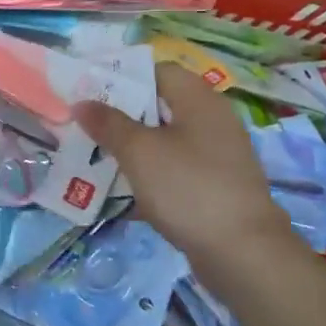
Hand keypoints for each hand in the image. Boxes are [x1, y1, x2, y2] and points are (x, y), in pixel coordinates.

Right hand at [75, 65, 295, 268]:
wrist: (244, 254)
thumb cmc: (189, 188)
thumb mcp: (139, 152)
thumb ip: (108, 124)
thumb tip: (82, 103)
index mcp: (199, 99)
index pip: (157, 71)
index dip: (122, 78)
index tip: (90, 92)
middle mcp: (213, 120)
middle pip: (160, 106)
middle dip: (122, 116)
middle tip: (87, 127)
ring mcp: (218, 155)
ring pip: (166, 141)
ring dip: (134, 148)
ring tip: (97, 158)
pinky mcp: (216, 186)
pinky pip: (176, 170)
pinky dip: (151, 176)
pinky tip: (124, 194)